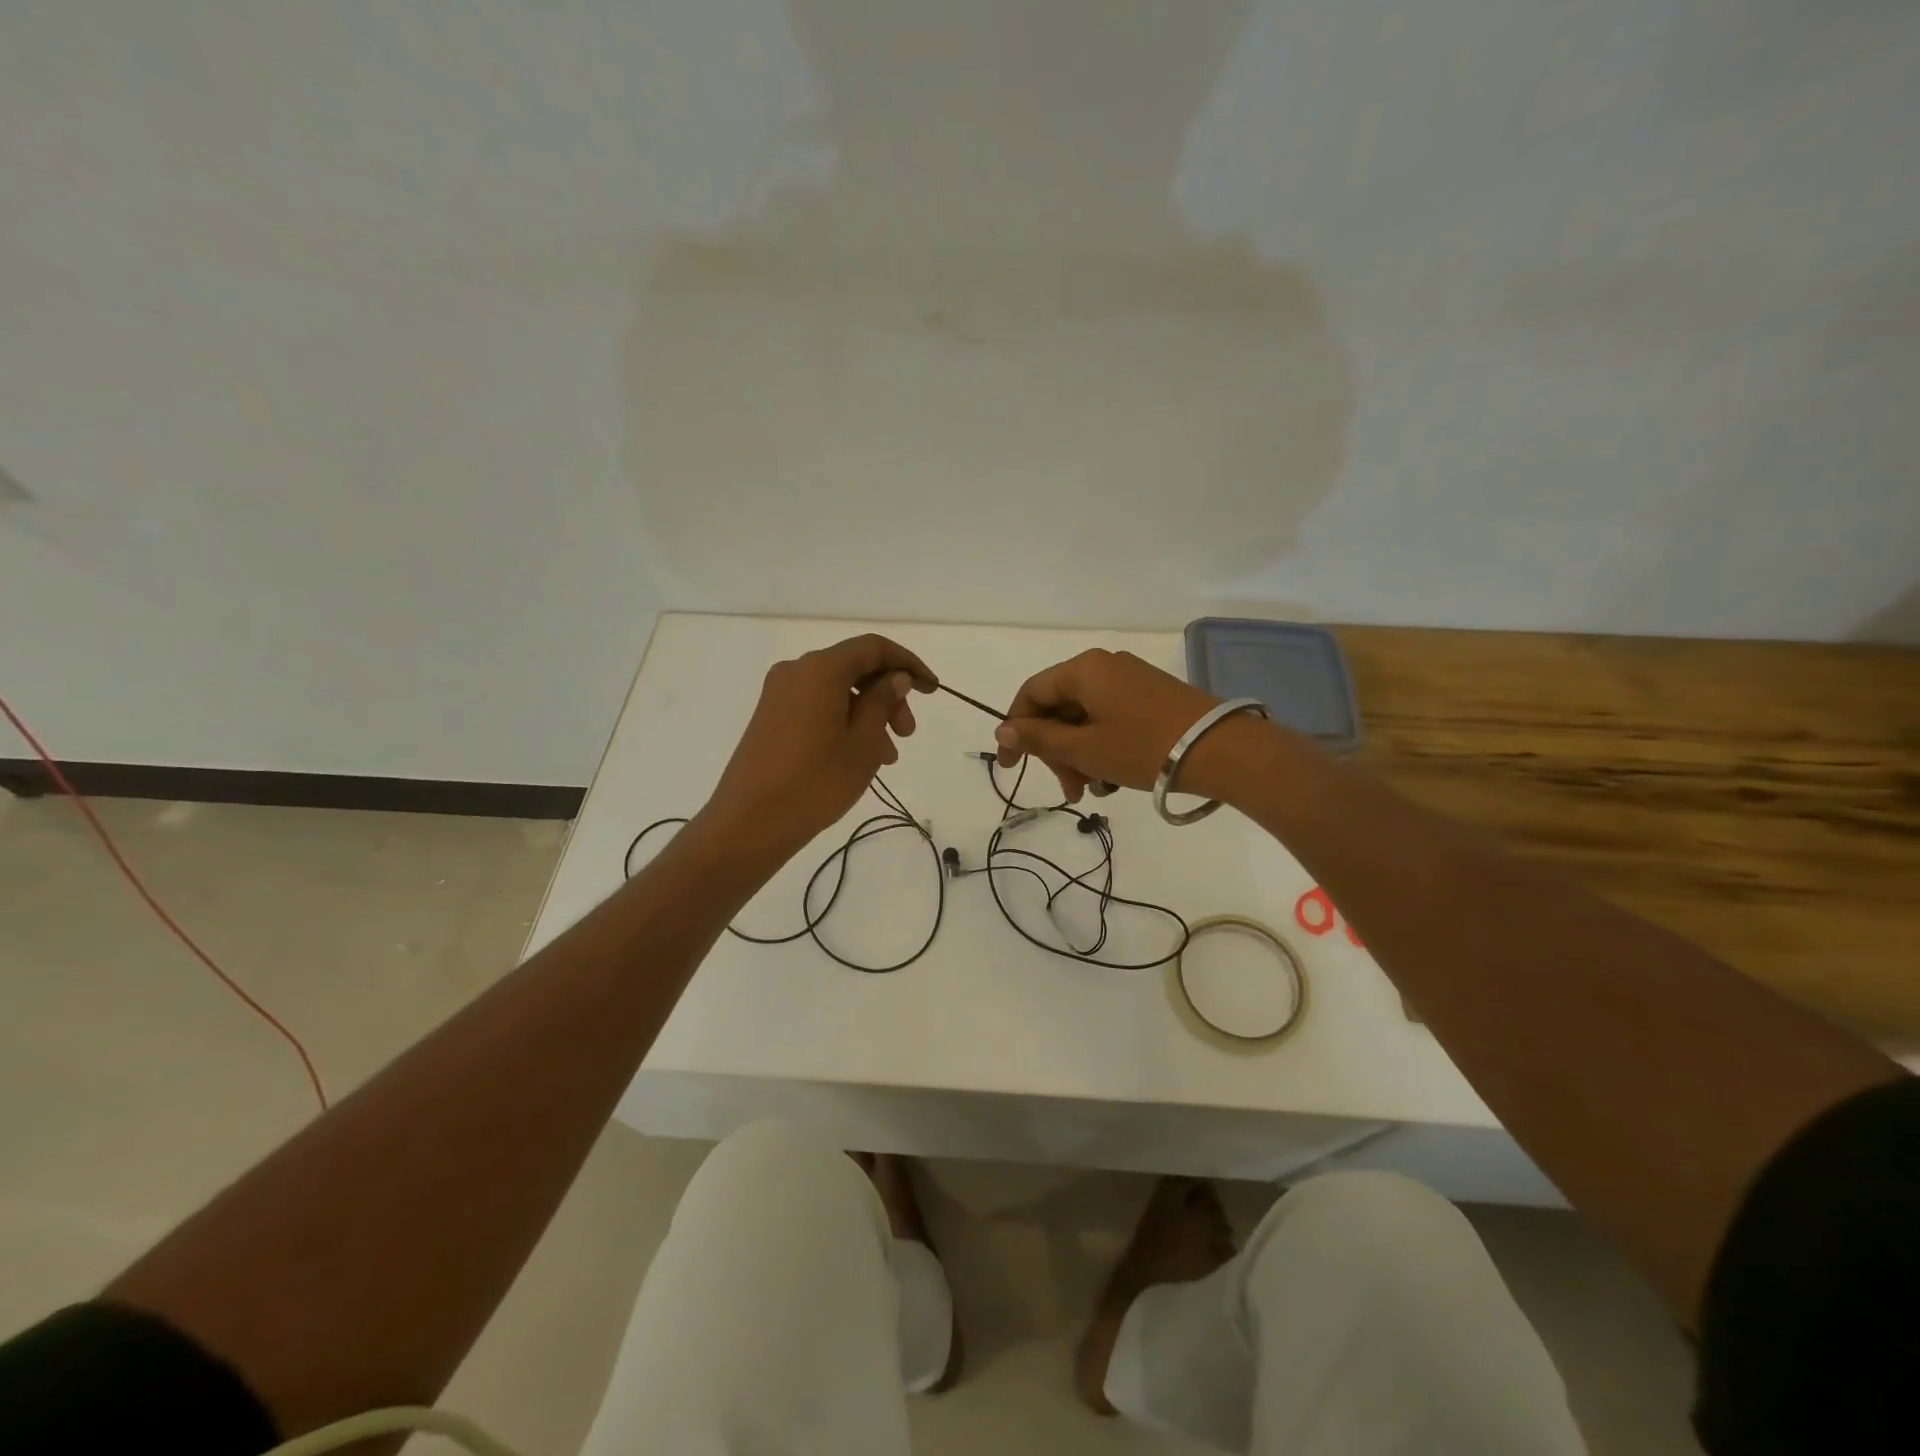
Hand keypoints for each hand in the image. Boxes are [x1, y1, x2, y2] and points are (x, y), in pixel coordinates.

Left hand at [703, 634, 936, 858]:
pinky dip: (845, 722)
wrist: (750, 821)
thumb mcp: (863, 742)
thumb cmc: (816, 780)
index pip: (873, 648)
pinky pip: (818, 707)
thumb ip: (883, 702)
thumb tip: (895, 678)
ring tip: (887, 756)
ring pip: (838, 691)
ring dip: (869, 714)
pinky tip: (858, 757)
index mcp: (820, 669)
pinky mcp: (771, 718)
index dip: (908, 663)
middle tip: (907, 734)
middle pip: (855, 668)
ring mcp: (779, 695)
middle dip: (888, 696)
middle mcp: (797, 671)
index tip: (932, 689)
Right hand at [994, 649, 1230, 802]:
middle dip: (1056, 752)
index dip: (1015, 729)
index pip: (1032, 693)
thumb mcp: (1084, 749)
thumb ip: (1039, 739)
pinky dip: (1103, 747)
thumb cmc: (1143, 747)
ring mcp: (1131, 681)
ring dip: (1080, 755)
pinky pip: (1110, 719)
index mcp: (1083, 669)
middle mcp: (1104, 667)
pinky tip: (1113, 779)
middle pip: (1060, 708)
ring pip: (1085, 718)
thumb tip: (1002, 730)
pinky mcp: (1151, 698)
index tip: (1010, 765)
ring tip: (1092, 791)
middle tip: (1069, 789)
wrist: (1221, 750)